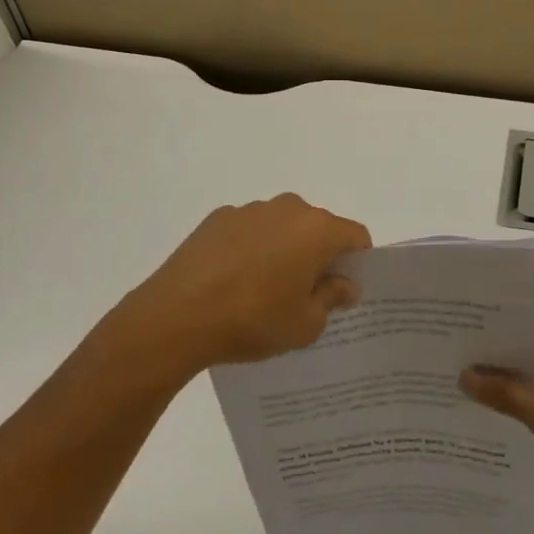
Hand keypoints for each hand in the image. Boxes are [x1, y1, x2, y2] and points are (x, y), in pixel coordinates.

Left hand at [110, 195, 370, 375]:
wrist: (176, 317)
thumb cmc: (252, 321)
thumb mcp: (304, 325)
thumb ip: (331, 299)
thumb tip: (344, 283)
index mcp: (316, 230)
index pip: (355, 236)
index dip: (357, 262)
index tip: (344, 290)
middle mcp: (287, 208)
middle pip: (318, 228)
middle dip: (318, 255)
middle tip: (305, 294)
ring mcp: (250, 210)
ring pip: (282, 227)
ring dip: (283, 249)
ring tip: (262, 290)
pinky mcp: (217, 218)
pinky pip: (249, 230)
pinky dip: (250, 248)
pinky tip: (232, 281)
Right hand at [461, 322, 533, 511]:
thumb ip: (504, 393)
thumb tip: (464, 374)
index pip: (522, 326)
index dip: (490, 338)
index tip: (456, 346)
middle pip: (532, 348)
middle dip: (499, 363)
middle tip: (454, 370)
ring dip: (517, 384)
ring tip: (473, 394)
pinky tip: (509, 416)